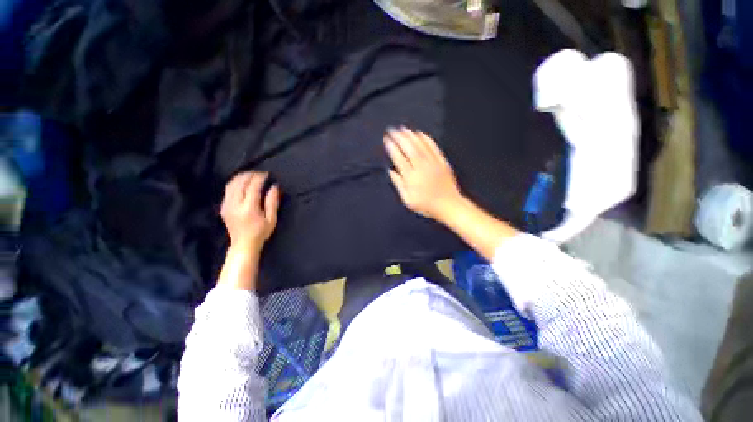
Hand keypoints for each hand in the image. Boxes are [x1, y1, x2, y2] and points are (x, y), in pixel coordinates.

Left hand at [220, 171, 279, 253]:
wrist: (243, 244)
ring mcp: (227, 205)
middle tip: (259, 173)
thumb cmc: (260, 232)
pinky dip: (235, 183)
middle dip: (250, 175)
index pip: (252, 187)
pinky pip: (227, 190)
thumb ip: (272, 202)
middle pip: (240, 183)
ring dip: (241, 177)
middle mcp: (235, 205)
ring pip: (231, 184)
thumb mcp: (271, 219)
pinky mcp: (223, 206)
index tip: (266, 174)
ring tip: (251, 175)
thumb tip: (274, 186)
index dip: (259, 178)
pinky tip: (242, 182)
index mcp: (249, 208)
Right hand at [384, 127, 463, 221]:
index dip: (392, 148)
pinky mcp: (442, 161)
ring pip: (420, 145)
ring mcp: (433, 163)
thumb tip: (390, 171)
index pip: (399, 158)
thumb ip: (398, 184)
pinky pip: (433, 147)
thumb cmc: (426, 205)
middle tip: (392, 130)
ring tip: (403, 129)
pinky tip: (420, 133)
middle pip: (409, 148)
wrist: (448, 205)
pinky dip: (426, 138)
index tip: (387, 140)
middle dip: (399, 137)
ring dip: (411, 135)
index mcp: (411, 177)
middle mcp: (421, 167)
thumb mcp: (408, 200)